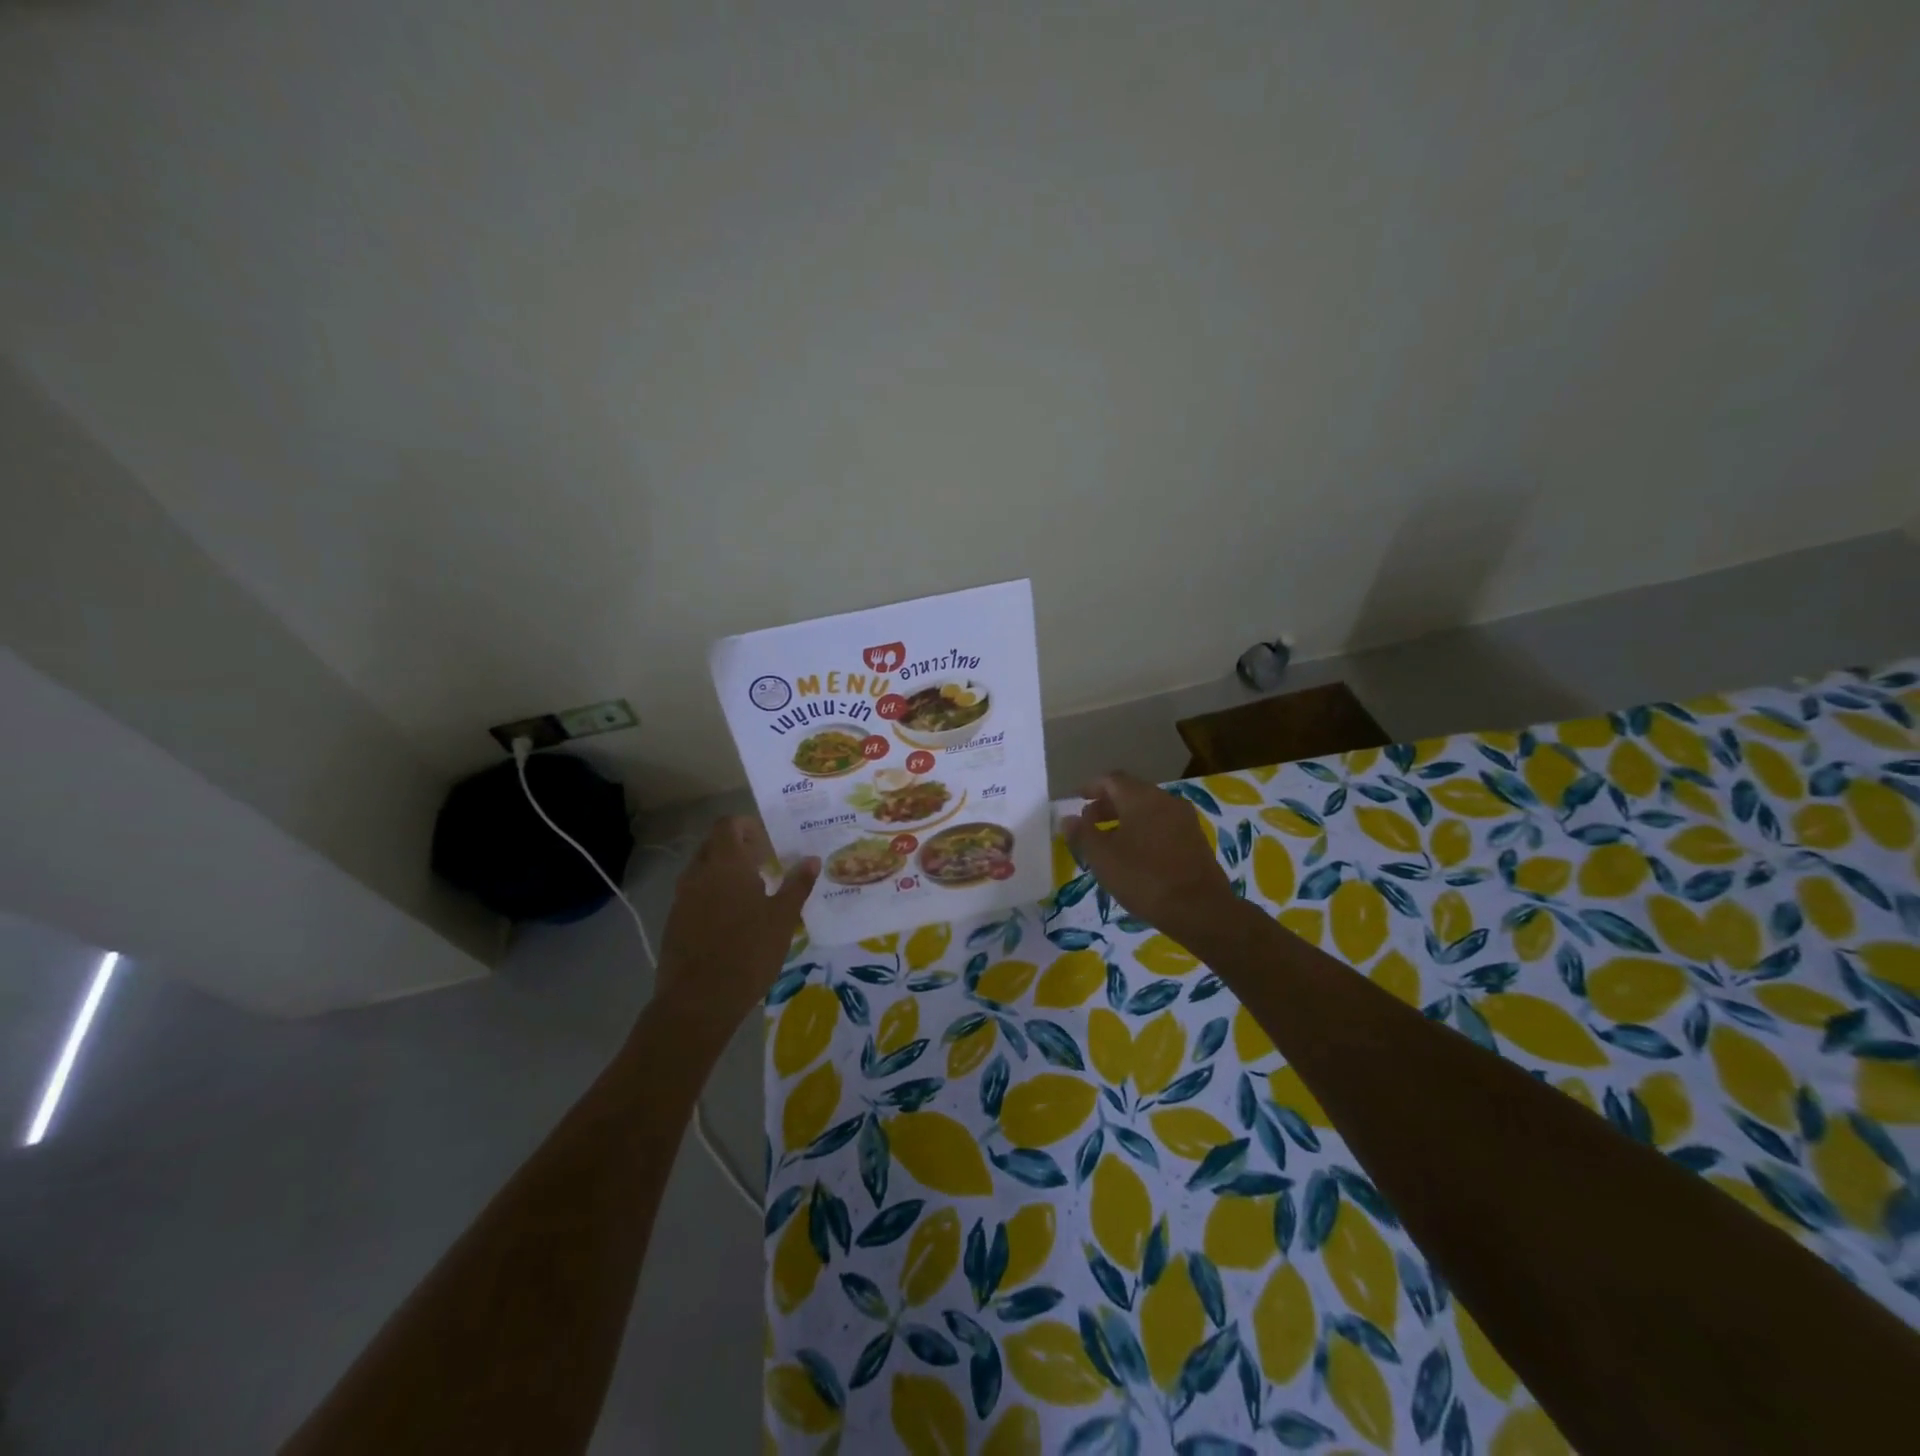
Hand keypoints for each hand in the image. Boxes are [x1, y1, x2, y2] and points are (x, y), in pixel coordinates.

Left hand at [655, 817, 817, 1033]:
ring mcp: (682, 898)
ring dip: (724, 873)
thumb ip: (797, 885)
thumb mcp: (783, 918)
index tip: (767, 843)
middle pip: (714, 845)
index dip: (747, 826)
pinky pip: (694, 894)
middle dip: (737, 848)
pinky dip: (712, 895)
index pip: (728, 825)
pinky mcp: (674, 922)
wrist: (698, 1000)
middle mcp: (699, 873)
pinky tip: (731, 921)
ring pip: (702, 870)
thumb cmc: (749, 952)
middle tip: (764, 865)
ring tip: (751, 894)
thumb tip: (812, 859)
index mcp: (726, 864)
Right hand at [1062, 772, 1239, 941]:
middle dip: (1107, 804)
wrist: (1200, 909)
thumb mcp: (1102, 858)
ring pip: (1148, 809)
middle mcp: (1164, 799)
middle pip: (1131, 792)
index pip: (1111, 780)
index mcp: (1140, 797)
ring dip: (1125, 818)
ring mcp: (1184, 819)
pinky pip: (1162, 824)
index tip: (1077, 801)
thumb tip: (1069, 819)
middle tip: (1089, 824)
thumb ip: (1083, 834)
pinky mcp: (1195, 839)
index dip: (1091, 787)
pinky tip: (1135, 854)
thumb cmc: (1143, 878)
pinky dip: (1144, 830)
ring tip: (1109, 841)